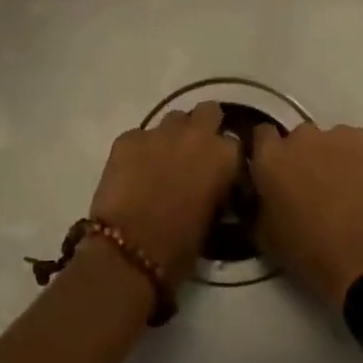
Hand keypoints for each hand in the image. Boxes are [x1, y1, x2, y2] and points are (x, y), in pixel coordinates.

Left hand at [88, 101, 241, 287]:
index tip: (219, 169)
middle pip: (208, 112)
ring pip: (173, 119)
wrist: (129, 251)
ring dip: (173, 135)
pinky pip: (140, 135)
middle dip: (204, 127)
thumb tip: (211, 185)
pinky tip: (133, 171)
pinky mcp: (128, 138)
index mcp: (224, 156)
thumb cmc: (179, 246)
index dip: (225, 155)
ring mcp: (159, 132)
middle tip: (194, 152)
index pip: (234, 141)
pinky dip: (140, 149)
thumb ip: (217, 189)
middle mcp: (196, 134)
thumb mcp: (213, 219)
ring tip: (163, 160)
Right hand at [250, 123, 362, 306]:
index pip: (262, 134)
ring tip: (350, 190)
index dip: (270, 151)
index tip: (277, 171)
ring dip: (337, 158)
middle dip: (305, 156)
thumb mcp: (264, 235)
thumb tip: (260, 193)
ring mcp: (342, 134)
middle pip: (301, 138)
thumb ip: (256, 203)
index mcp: (271, 156)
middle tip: (316, 186)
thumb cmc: (310, 253)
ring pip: (336, 141)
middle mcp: (303, 136)